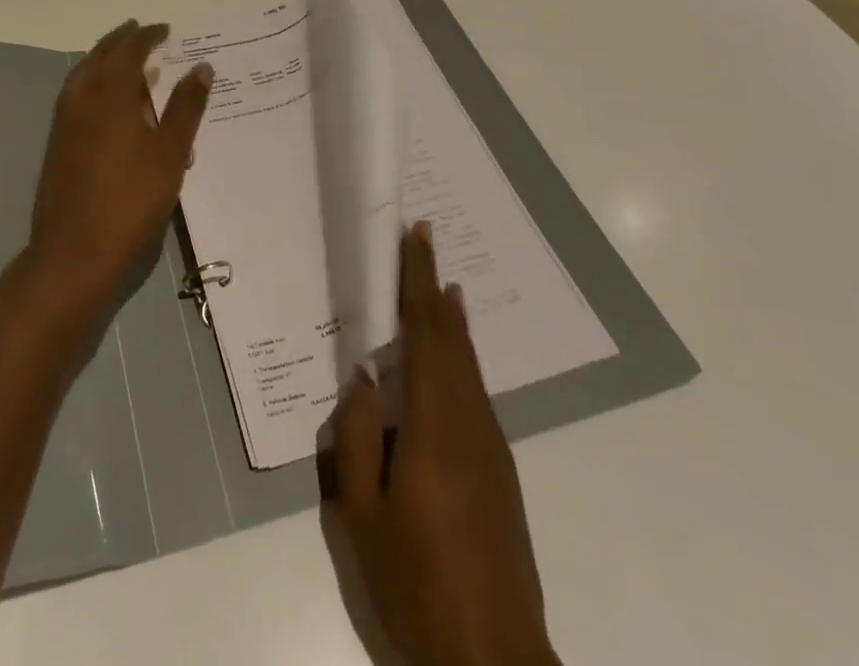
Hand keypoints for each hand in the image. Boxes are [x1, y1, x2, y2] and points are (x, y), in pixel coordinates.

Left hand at [22, 20, 212, 325]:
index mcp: (111, 92)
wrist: (74, 252)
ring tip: (125, 60)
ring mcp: (64, 120)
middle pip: (100, 55)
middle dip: (121, 41)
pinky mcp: (57, 142)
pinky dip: (92, 82)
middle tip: (142, 33)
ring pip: (83, 73)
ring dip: (103, 59)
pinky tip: (106, 101)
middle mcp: (82, 96)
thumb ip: (186, 107)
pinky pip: (76, 94)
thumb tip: (201, 67)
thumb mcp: (170, 153)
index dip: (147, 36)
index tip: (165, 30)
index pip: (129, 50)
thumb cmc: (131, 199)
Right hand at [331, 224, 558, 665]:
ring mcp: (492, 447)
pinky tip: (443, 364)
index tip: (416, 235)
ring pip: (468, 365)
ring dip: (449, 322)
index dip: (419, 280)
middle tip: (421, 244)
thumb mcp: (362, 514)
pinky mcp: (500, 471)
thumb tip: (364, 381)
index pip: (427, 333)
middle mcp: (472, 422)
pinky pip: (474, 393)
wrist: (495, 662)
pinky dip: (457, 358)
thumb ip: (358, 437)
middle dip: (435, 287)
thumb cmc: (418, 584)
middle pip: (454, 339)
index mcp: (436, 425)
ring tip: (433, 289)